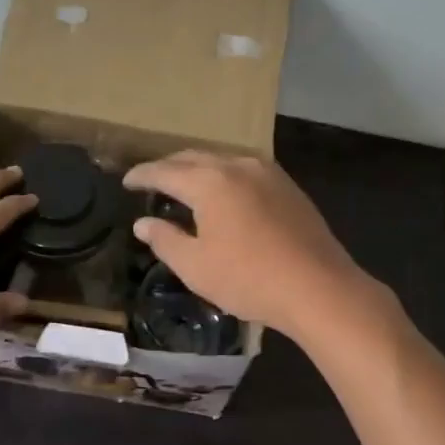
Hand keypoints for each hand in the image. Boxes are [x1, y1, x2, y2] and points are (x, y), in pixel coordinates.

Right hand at [121, 151, 382, 342]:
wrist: (318, 287)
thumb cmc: (249, 279)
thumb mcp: (195, 266)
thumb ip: (165, 240)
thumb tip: (143, 223)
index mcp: (209, 181)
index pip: (165, 171)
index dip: (142, 175)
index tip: (126, 181)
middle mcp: (237, 165)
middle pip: (193, 157)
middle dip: (169, 167)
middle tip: (151, 181)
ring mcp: (267, 172)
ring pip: (222, 160)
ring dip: (198, 168)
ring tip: (185, 185)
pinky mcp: (288, 186)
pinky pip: (244, 170)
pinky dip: (224, 176)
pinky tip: (223, 195)